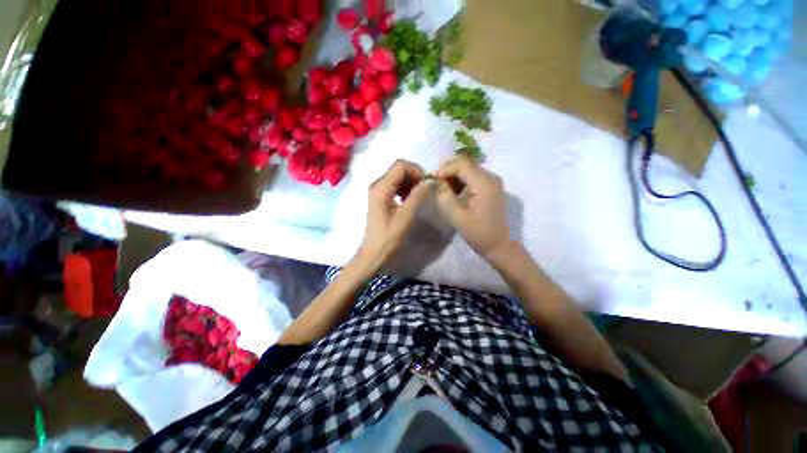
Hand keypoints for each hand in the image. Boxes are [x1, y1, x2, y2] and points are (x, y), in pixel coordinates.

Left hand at [355, 160, 430, 272]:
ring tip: (419, 197)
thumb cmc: (388, 238)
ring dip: (411, 184)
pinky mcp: (380, 198)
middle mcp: (377, 185)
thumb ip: (417, 197)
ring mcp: (378, 191)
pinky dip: (406, 189)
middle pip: (399, 170)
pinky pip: (396, 186)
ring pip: (398, 177)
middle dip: (415, 177)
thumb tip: (430, 181)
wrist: (373, 253)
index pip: (401, 165)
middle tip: (425, 191)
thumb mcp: (405, 217)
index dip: (417, 171)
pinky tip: (410, 201)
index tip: (427, 184)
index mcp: (381, 188)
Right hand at [435, 156, 511, 260]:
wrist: (499, 244)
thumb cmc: (478, 232)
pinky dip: (461, 181)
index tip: (432, 179)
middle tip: (436, 183)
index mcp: (484, 184)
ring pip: (469, 169)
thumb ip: (445, 196)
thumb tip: (438, 182)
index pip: (462, 164)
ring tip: (443, 188)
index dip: (445, 168)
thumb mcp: (457, 216)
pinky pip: (473, 176)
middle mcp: (491, 177)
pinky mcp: (491, 187)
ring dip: (454, 175)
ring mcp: (492, 182)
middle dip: (449, 170)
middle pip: (466, 163)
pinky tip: (454, 191)